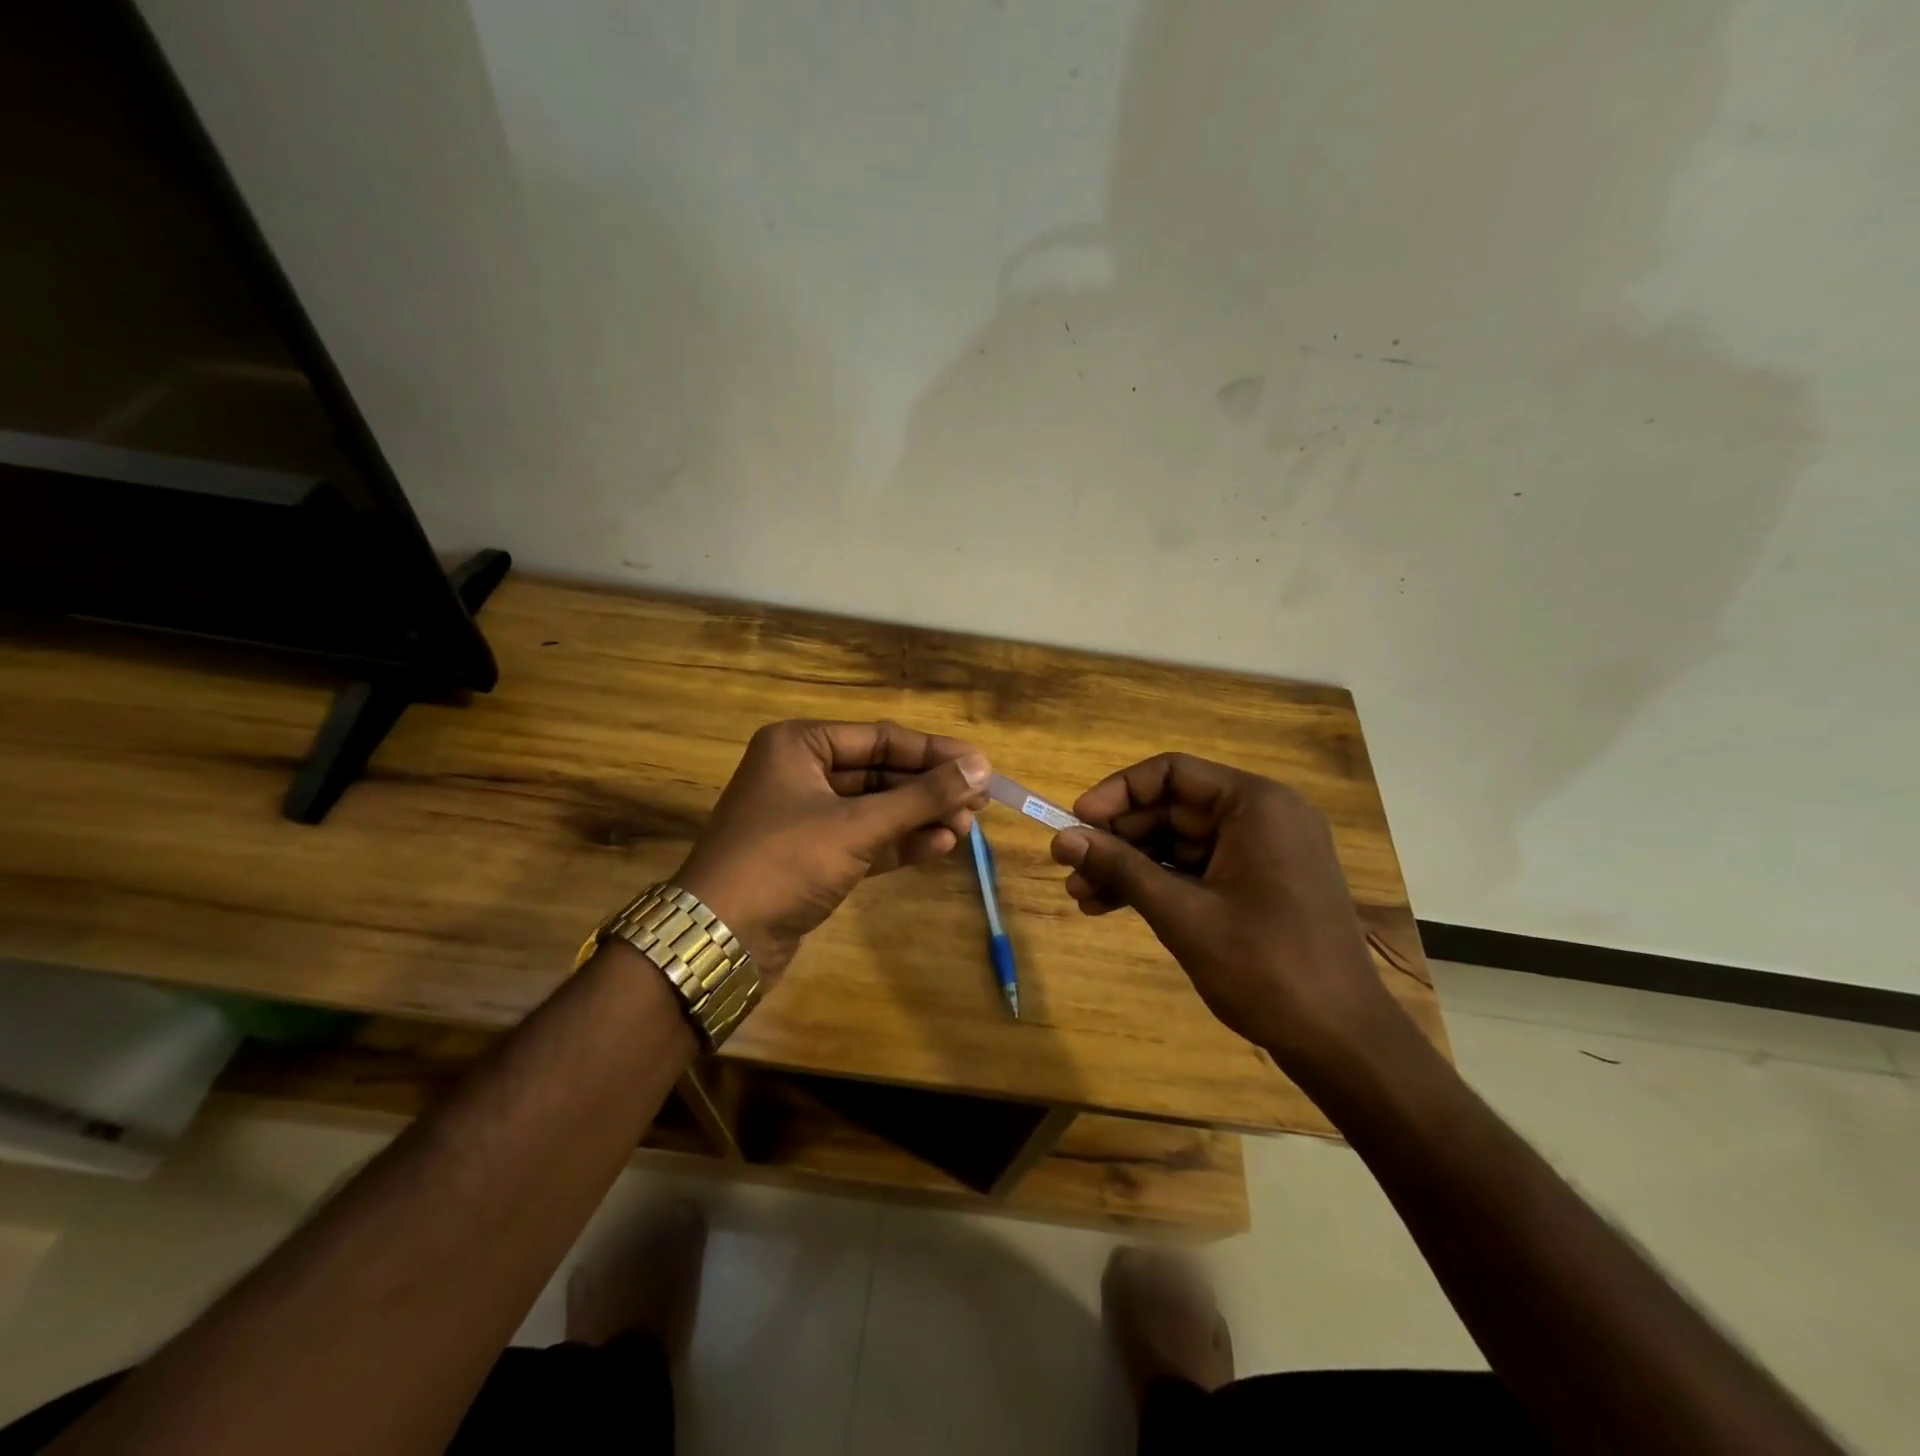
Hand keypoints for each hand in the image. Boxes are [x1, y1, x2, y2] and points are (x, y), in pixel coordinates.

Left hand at [673, 720, 990, 983]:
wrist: (719, 941)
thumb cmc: (784, 862)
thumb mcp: (857, 826)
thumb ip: (922, 797)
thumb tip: (981, 768)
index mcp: (800, 745)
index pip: (881, 739)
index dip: (935, 752)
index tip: (982, 765)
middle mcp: (801, 773)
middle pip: (881, 773)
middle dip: (930, 789)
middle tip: (981, 802)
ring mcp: (806, 817)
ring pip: (876, 808)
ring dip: (920, 817)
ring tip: (966, 829)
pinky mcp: (812, 857)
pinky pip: (865, 839)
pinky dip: (900, 842)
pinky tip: (938, 846)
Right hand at [1050, 753, 1402, 1072]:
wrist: (1341, 1041)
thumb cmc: (1265, 968)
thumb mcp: (1182, 914)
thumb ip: (1121, 869)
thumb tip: (1062, 839)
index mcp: (1256, 805)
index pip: (1171, 773)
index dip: (1117, 793)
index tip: (1076, 822)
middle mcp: (1262, 816)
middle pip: (1171, 809)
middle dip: (1117, 840)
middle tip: (1070, 868)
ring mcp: (1263, 852)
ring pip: (1178, 843)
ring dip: (1130, 866)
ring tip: (1080, 896)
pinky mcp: (1259, 883)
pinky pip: (1196, 869)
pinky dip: (1157, 885)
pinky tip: (1110, 906)